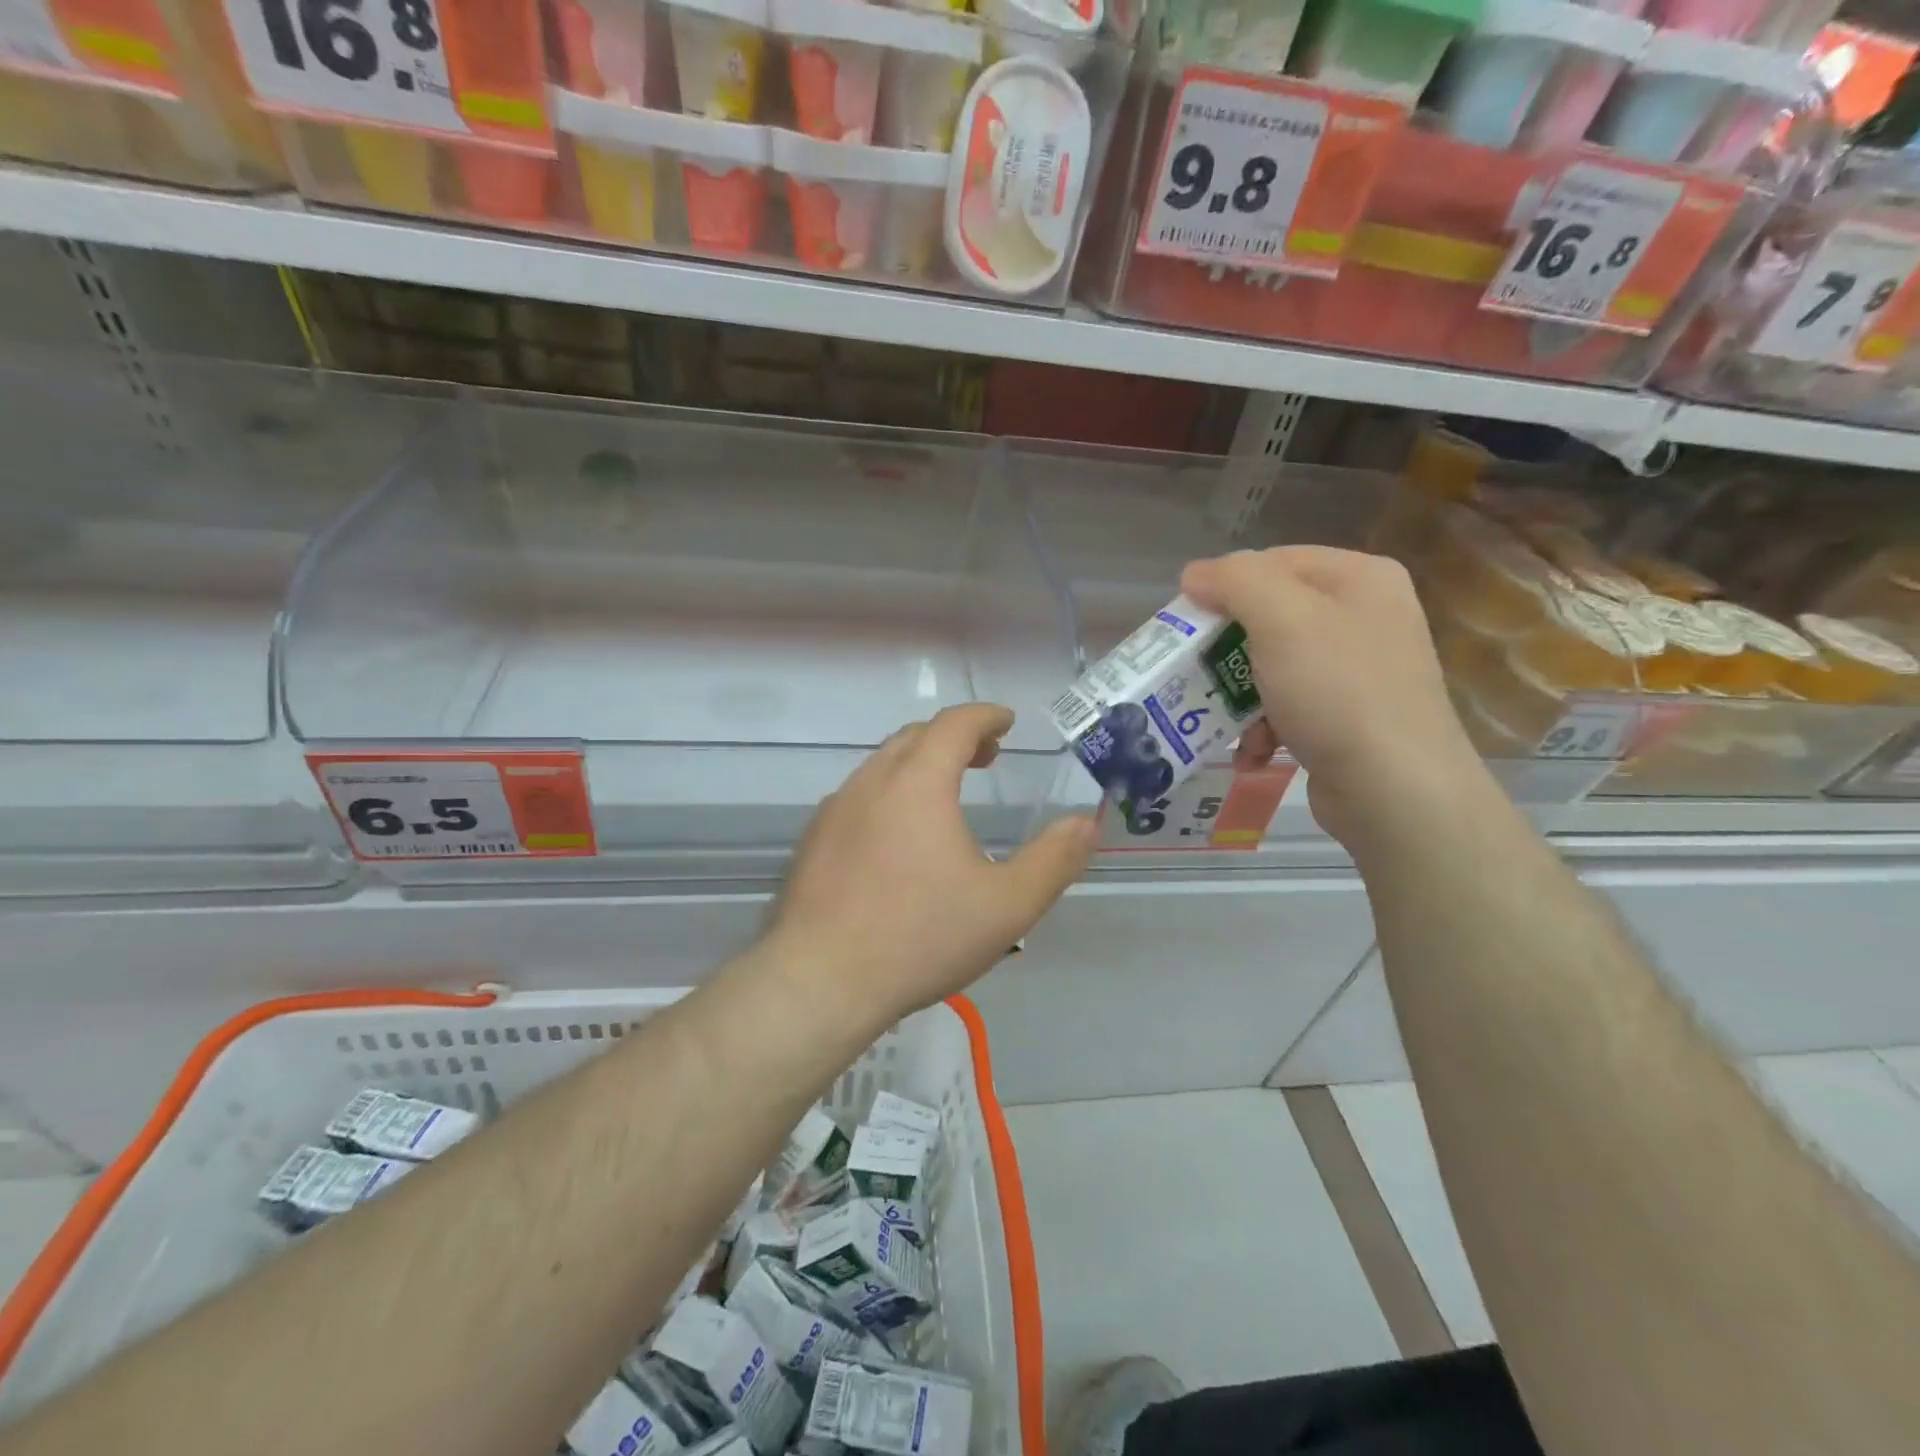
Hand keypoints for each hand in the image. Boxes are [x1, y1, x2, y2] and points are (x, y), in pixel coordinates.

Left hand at [766, 704, 1097, 1020]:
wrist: (821, 981)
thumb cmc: (921, 937)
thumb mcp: (1007, 905)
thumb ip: (1054, 860)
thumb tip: (1087, 822)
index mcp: (918, 783)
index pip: (954, 724)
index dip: (985, 716)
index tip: (1006, 722)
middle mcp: (871, 783)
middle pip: (915, 737)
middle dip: (954, 738)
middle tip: (985, 758)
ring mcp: (834, 810)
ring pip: (882, 766)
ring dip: (919, 764)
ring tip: (946, 795)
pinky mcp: (813, 840)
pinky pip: (858, 797)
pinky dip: (889, 793)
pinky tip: (898, 838)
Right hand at [1181, 546, 1486, 849]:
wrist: (1395, 791)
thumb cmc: (1337, 693)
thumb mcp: (1282, 620)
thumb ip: (1235, 581)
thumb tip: (1193, 573)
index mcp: (1359, 578)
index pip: (1272, 561)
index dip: (1223, 586)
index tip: (1186, 623)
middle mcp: (1365, 616)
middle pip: (1271, 615)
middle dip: (1227, 649)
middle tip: (1194, 672)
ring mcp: (1360, 670)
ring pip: (1274, 664)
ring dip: (1239, 694)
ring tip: (1222, 720)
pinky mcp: (1349, 717)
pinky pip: (1290, 705)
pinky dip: (1263, 726)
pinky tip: (1252, 751)